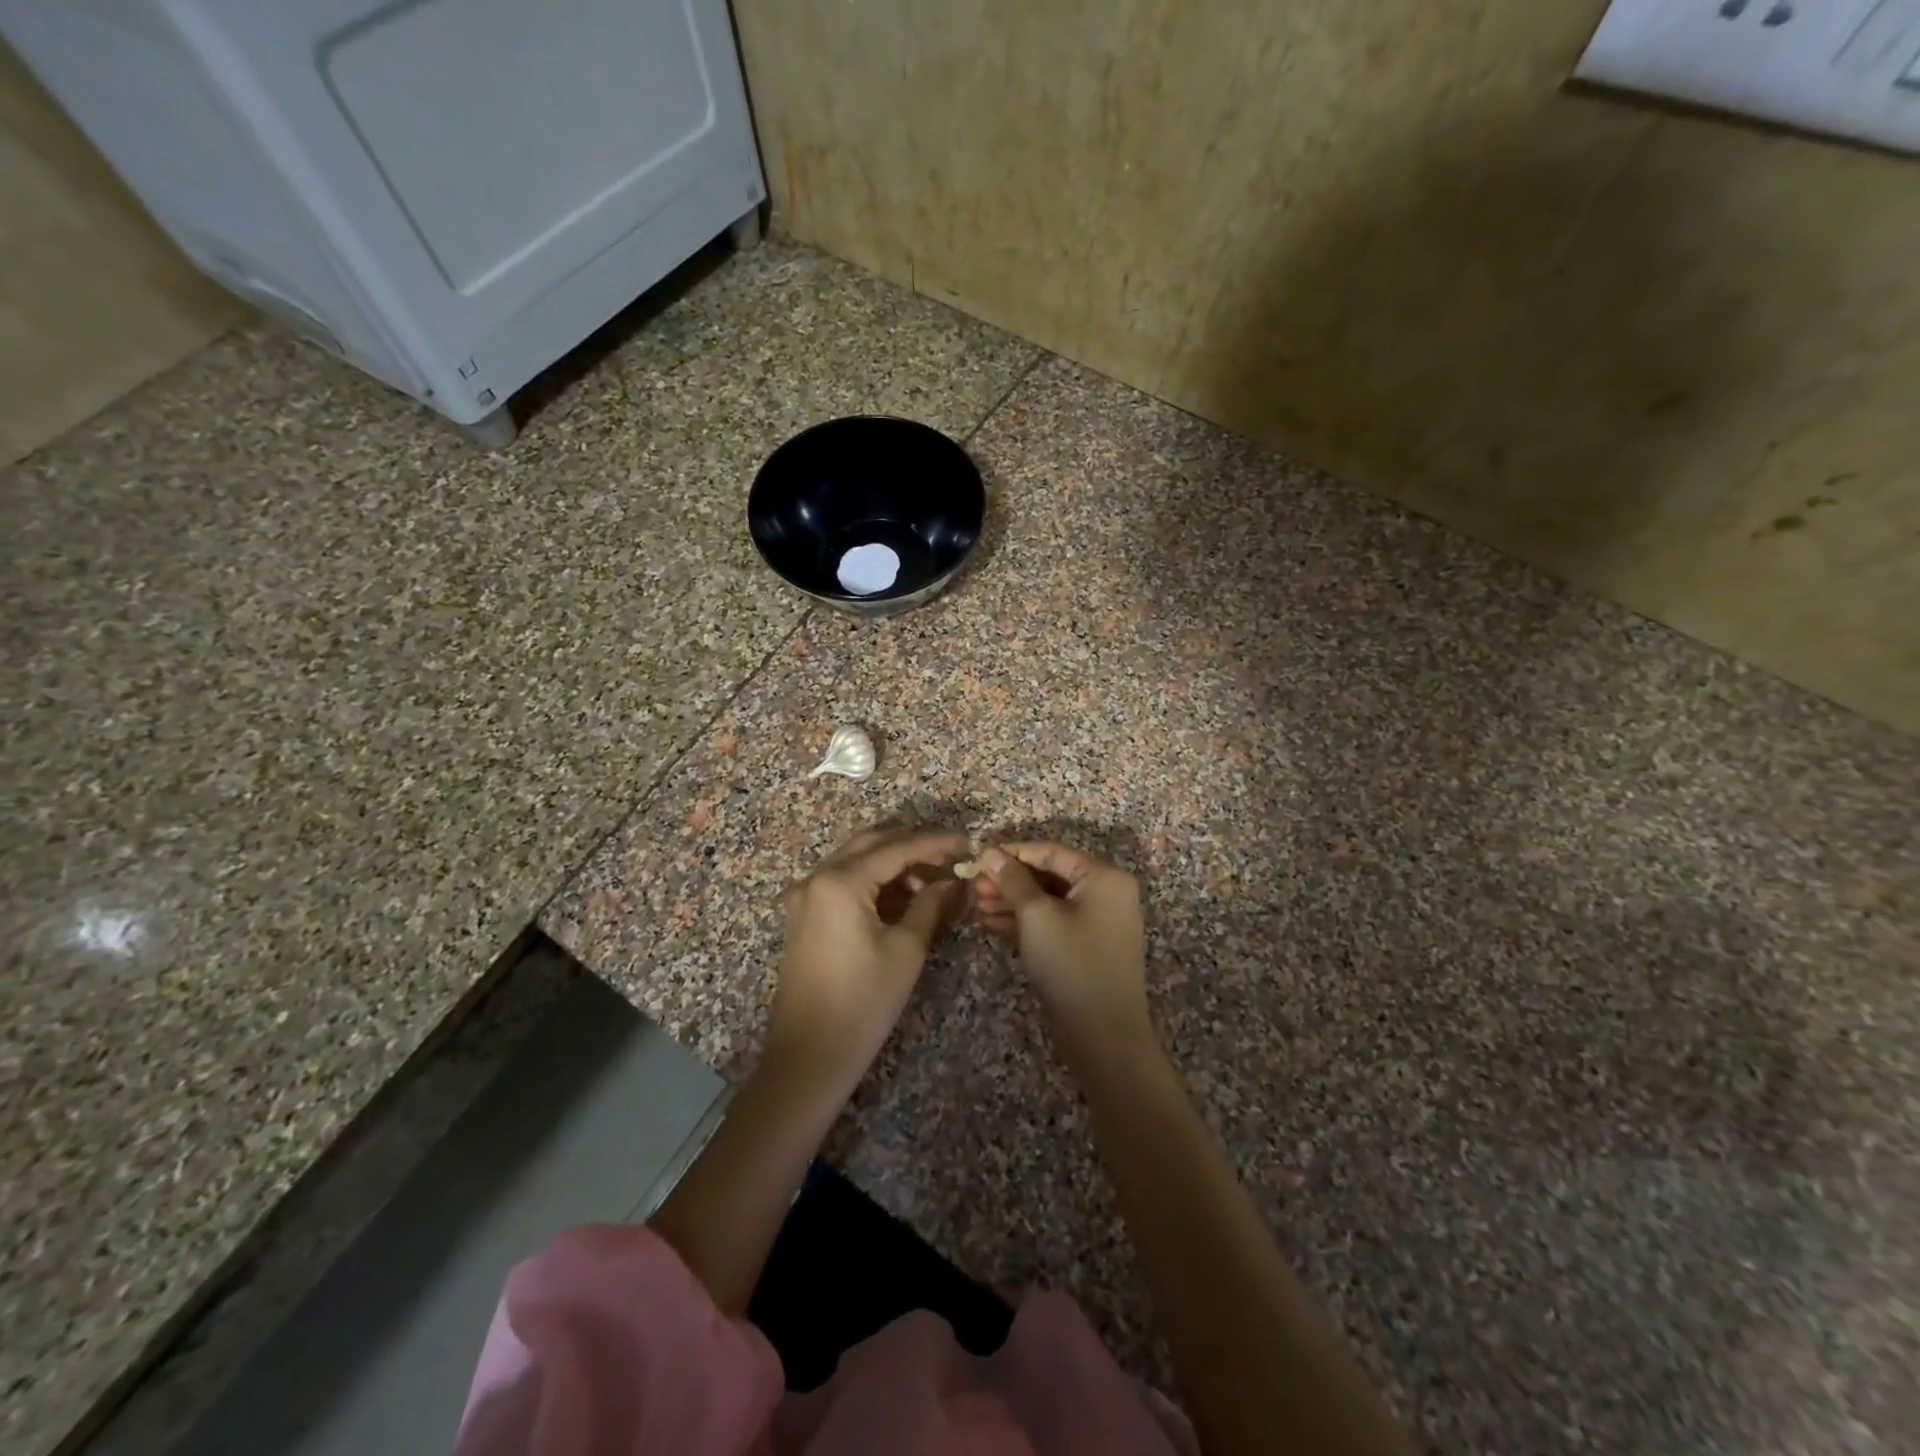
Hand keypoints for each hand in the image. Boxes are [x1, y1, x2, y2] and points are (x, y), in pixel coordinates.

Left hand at [769, 825, 969, 1083]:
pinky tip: (903, 895)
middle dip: (913, 845)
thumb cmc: (863, 1003)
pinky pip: (843, 881)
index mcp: (840, 881)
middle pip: (872, 843)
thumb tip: (952, 881)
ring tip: (932, 880)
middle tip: (951, 856)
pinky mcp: (804, 915)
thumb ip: (930, 904)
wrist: (808, 1057)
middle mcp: (816, 877)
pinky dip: (874, 880)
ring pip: (856, 859)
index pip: (897, 847)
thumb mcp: (906, 950)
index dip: (936, 842)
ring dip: (893, 862)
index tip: (968, 843)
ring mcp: (805, 895)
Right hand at [972, 843, 1153, 1052]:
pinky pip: (1052, 922)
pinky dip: (1024, 921)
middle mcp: (1105, 893)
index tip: (979, 857)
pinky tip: (990, 923)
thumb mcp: (1036, 916)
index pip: (1051, 852)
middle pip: (1049, 876)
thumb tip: (991, 852)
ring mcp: (1096, 922)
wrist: (1103, 1036)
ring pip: (1047, 901)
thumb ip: (1013, 880)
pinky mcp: (1084, 947)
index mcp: (1103, 877)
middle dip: (1009, 880)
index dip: (1013, 852)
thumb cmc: (1071, 964)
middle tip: (972, 885)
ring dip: (1011, 901)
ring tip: (975, 904)